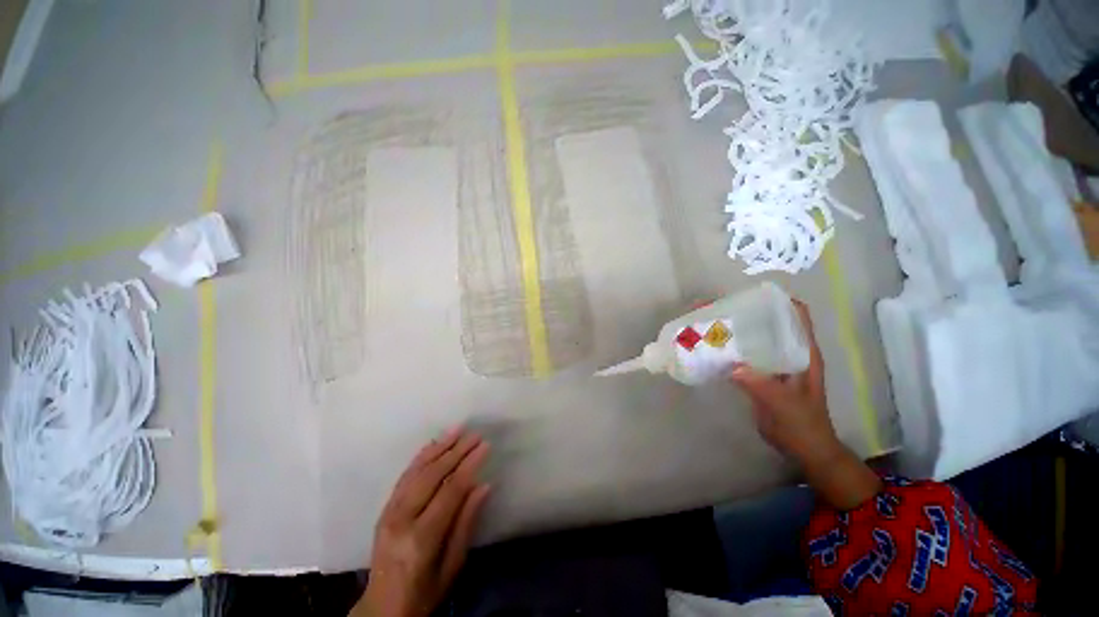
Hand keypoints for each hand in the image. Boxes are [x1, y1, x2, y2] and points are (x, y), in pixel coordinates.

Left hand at [352, 428, 491, 616]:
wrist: (381, 608)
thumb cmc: (424, 593)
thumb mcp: (452, 566)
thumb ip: (466, 523)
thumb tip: (484, 485)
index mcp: (421, 537)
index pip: (450, 490)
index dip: (470, 465)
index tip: (486, 446)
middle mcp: (402, 519)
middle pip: (433, 475)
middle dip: (457, 450)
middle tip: (476, 434)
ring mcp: (389, 511)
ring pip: (417, 470)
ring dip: (439, 447)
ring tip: (458, 430)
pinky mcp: (384, 509)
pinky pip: (404, 476)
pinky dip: (421, 457)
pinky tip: (433, 444)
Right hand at [730, 300, 880, 509]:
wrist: (804, 449)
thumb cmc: (802, 425)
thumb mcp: (784, 406)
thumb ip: (762, 386)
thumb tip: (733, 366)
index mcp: (803, 353)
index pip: (796, 316)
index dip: (778, 300)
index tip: (750, 295)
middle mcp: (788, 352)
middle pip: (769, 323)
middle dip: (744, 312)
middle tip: (716, 308)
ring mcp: (774, 363)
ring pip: (754, 338)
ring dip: (733, 330)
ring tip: (707, 323)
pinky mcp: (760, 375)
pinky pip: (743, 355)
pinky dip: (728, 349)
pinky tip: (710, 348)